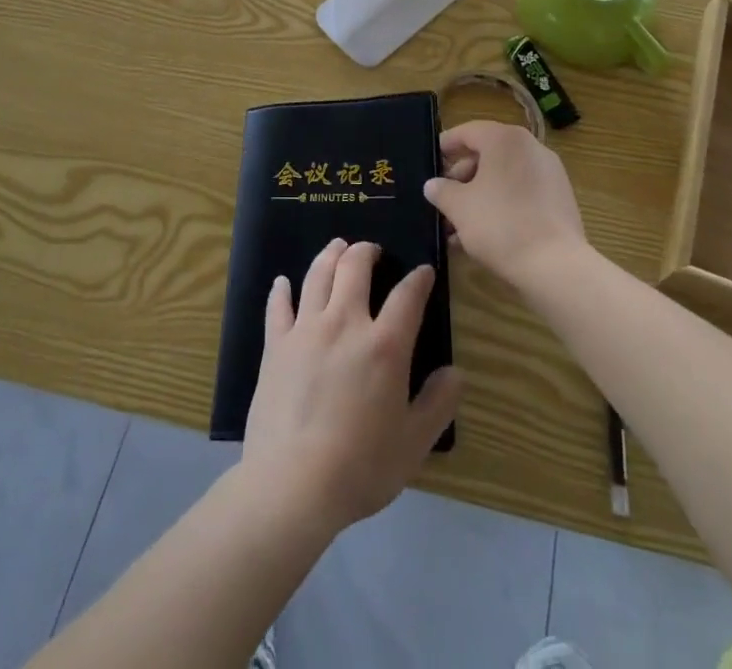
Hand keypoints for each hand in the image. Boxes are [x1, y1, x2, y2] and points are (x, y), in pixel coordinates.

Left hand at [242, 239, 462, 535]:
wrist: (293, 483)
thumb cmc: (361, 467)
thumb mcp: (413, 443)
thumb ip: (438, 404)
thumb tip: (456, 372)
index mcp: (385, 345)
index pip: (407, 296)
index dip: (419, 279)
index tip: (424, 272)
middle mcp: (345, 323)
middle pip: (355, 267)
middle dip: (367, 251)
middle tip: (372, 249)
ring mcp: (306, 329)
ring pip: (318, 275)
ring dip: (330, 255)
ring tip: (337, 248)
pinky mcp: (276, 344)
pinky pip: (278, 306)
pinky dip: (281, 290)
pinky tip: (283, 282)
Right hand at [426, 121, 588, 292]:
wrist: (556, 266)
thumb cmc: (500, 225)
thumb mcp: (459, 207)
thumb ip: (441, 191)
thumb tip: (433, 185)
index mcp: (505, 139)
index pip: (467, 132)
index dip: (445, 146)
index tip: (430, 162)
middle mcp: (531, 148)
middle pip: (487, 154)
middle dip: (462, 178)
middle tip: (443, 200)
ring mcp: (550, 173)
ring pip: (504, 177)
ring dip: (479, 196)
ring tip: (458, 226)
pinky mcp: (560, 199)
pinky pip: (522, 193)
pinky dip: (502, 205)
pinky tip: (484, 234)